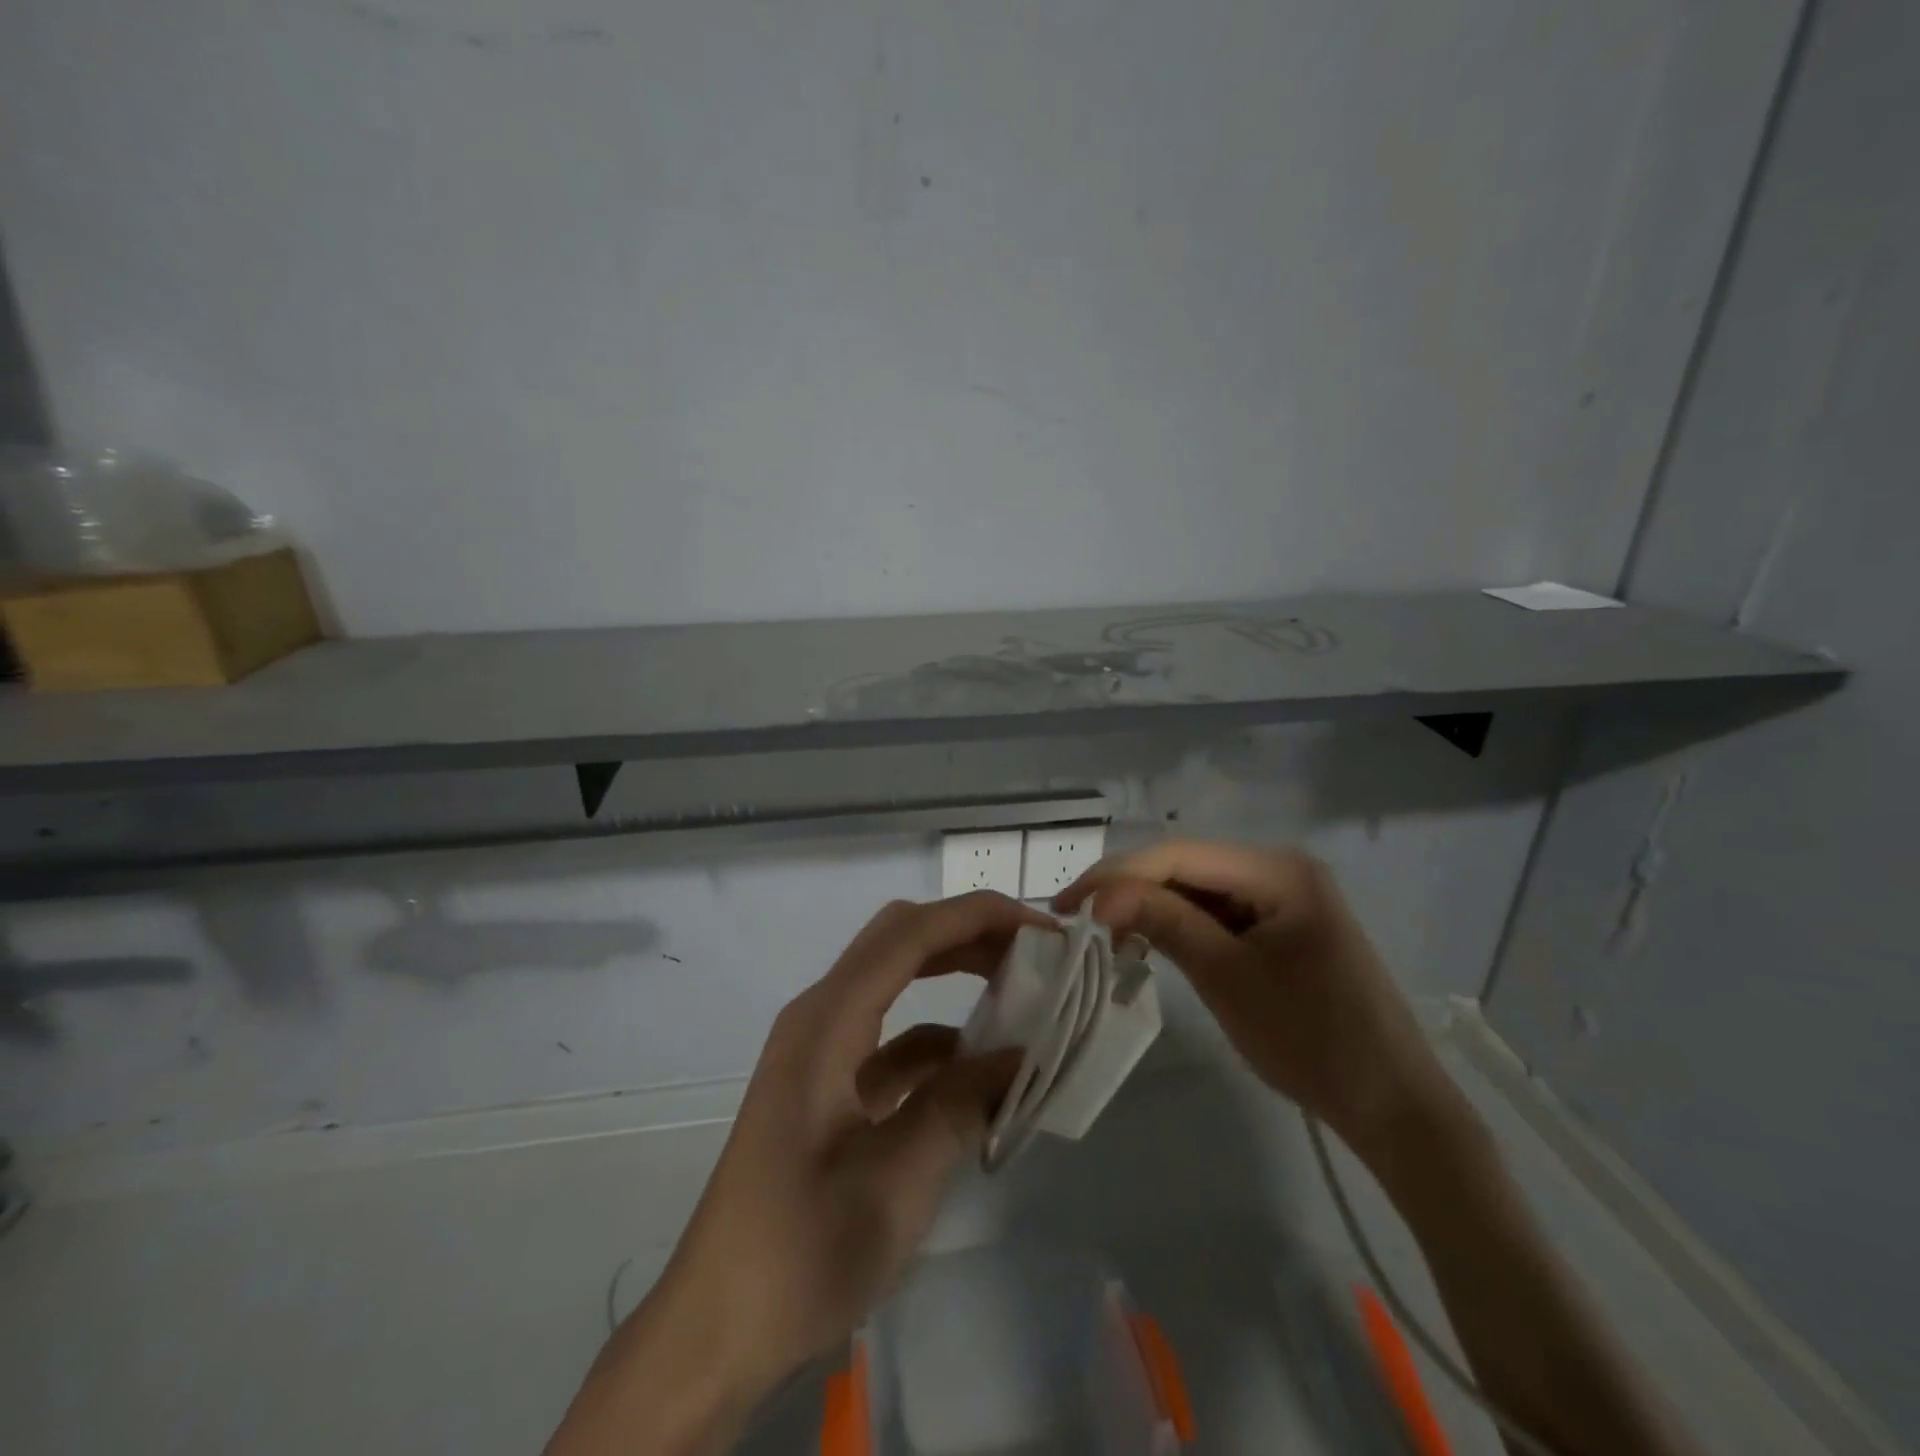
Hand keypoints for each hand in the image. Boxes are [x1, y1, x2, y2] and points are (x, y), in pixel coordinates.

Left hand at [548, 892, 1044, 1455]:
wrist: (718, 1326)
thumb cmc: (801, 1249)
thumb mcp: (897, 1179)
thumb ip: (961, 1104)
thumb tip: (1020, 1057)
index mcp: (827, 1020)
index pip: (909, 934)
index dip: (976, 917)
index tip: (1040, 930)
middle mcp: (821, 1016)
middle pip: (900, 941)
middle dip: (967, 934)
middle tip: (1033, 953)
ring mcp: (823, 1049)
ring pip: (896, 982)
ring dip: (954, 978)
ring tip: (1019, 993)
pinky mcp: (829, 1083)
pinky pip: (892, 1038)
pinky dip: (938, 1040)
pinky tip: (980, 1069)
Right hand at [1056, 841, 1455, 1157]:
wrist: (1392, 1107)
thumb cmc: (1311, 1040)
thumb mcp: (1227, 978)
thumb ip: (1164, 922)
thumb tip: (1099, 895)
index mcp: (1277, 869)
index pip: (1178, 856)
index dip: (1117, 875)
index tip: (1067, 906)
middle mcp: (1280, 868)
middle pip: (1186, 866)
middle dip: (1129, 889)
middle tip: (1075, 918)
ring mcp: (1283, 897)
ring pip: (1197, 889)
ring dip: (1150, 907)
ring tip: (1102, 932)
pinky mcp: (1280, 926)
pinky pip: (1217, 913)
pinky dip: (1179, 925)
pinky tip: (1147, 939)